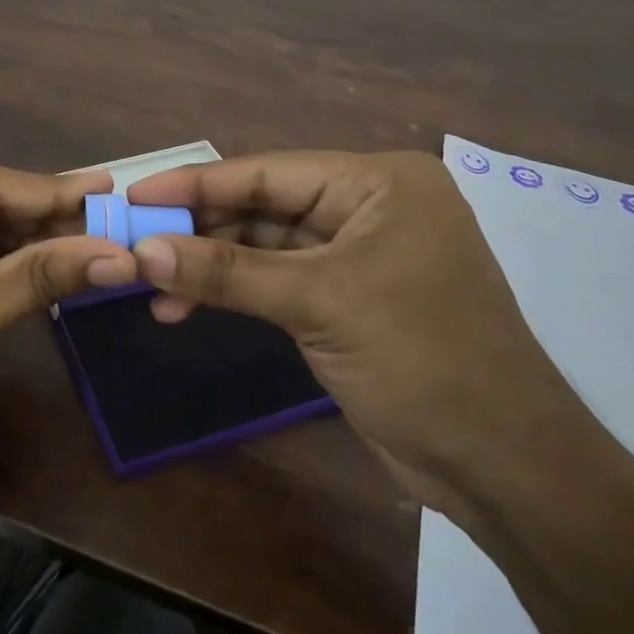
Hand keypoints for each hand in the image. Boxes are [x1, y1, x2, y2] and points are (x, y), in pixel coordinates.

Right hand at [126, 151, 592, 515]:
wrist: (500, 462)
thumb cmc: (421, 358)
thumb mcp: (317, 303)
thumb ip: (226, 272)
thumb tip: (141, 250)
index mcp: (377, 183)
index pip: (268, 171)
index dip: (196, 184)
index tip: (134, 194)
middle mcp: (368, 207)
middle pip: (262, 206)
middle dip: (199, 229)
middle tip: (134, 244)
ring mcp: (357, 255)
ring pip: (263, 246)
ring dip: (209, 266)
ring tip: (151, 287)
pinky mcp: (346, 298)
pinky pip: (276, 281)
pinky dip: (233, 291)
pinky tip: (185, 306)